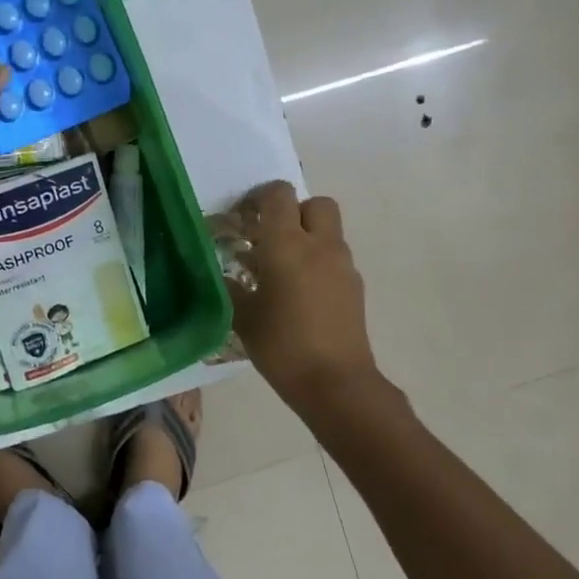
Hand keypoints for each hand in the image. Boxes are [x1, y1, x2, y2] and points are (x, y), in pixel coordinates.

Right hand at [227, 180, 380, 406]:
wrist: (336, 383)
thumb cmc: (282, 346)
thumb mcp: (243, 317)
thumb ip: (231, 289)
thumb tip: (222, 276)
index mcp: (287, 244)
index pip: (279, 195)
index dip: (260, 197)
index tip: (244, 217)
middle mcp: (320, 245)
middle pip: (315, 203)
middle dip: (293, 211)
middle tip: (270, 237)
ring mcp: (343, 265)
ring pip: (328, 231)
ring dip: (308, 237)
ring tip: (282, 269)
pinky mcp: (355, 286)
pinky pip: (335, 258)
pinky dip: (319, 262)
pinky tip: (301, 293)